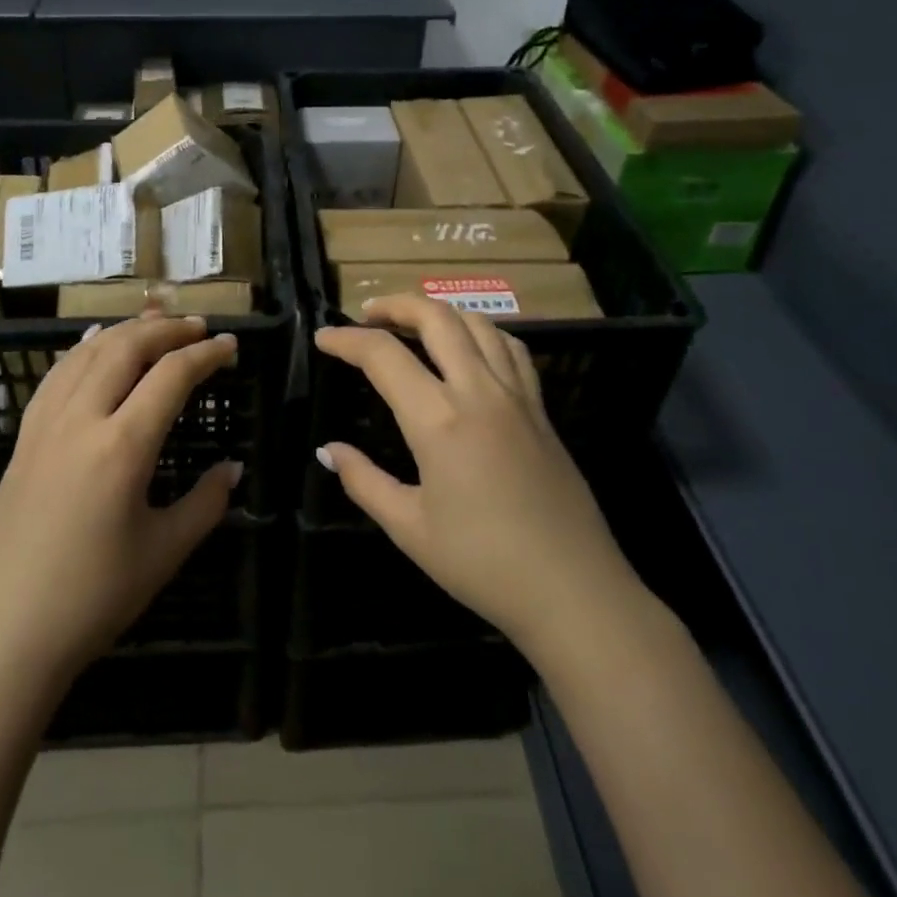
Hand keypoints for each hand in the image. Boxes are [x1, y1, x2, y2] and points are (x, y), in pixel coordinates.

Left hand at [0, 313, 241, 705]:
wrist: (4, 637)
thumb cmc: (93, 599)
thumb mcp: (163, 552)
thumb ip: (206, 503)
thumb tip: (233, 469)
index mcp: (122, 447)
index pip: (171, 376)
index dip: (206, 354)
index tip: (231, 345)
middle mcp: (81, 420)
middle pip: (126, 348)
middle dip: (166, 329)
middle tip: (198, 326)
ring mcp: (45, 426)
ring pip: (87, 353)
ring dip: (125, 331)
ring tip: (155, 323)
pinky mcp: (23, 440)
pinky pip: (56, 376)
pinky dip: (82, 350)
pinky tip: (94, 344)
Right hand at [314, 296, 637, 665]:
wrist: (573, 591)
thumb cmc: (483, 564)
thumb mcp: (410, 529)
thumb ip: (364, 481)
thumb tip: (328, 450)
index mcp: (440, 421)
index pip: (384, 356)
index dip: (346, 340)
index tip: (323, 338)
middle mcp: (479, 392)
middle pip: (436, 318)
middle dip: (396, 305)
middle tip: (367, 314)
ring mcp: (517, 396)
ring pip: (478, 324)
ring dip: (439, 311)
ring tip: (413, 322)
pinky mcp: (541, 409)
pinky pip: (511, 348)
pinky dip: (482, 331)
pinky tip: (470, 347)